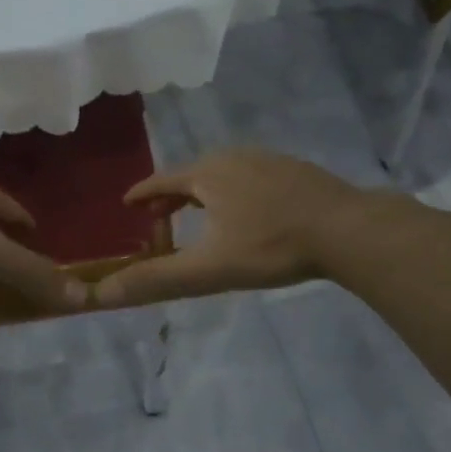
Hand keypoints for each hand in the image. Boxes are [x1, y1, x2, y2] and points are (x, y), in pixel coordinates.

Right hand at [95, 149, 376, 306]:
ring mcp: (268, 160)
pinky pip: (251, 176)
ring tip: (200, 214)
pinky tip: (249, 211)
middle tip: (159, 217)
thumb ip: (157, 279)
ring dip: (204, 192)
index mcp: (208, 174)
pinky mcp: (295, 170)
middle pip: (192, 174)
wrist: (348, 229)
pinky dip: (235, 191)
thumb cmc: (272, 246)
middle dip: (172, 196)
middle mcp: (233, 157)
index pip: (162, 181)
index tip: (127, 204)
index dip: (142, 195)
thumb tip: (102, 293)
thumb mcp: (209, 268)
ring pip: (223, 174)